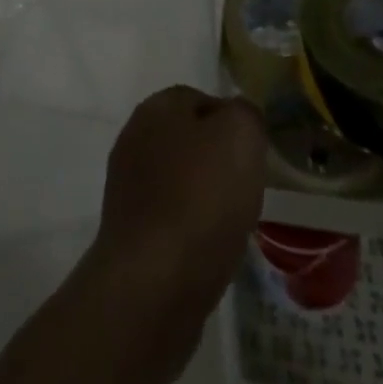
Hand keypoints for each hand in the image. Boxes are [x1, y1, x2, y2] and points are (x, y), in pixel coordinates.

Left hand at [90, 87, 264, 329]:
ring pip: (180, 179)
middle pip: (189, 139)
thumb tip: (238, 117)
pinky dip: (192, 228)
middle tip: (248, 186)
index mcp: (156, 107)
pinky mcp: (129, 231)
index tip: (255, 153)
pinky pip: (170, 217)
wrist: (152, 284)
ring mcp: (127, 186)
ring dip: (206, 196)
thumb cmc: (200, 198)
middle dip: (219, 160)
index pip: (201, 99)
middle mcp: (134, 138)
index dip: (233, 122)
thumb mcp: (240, 136)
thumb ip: (244, 114)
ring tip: (232, 221)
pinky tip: (210, 248)